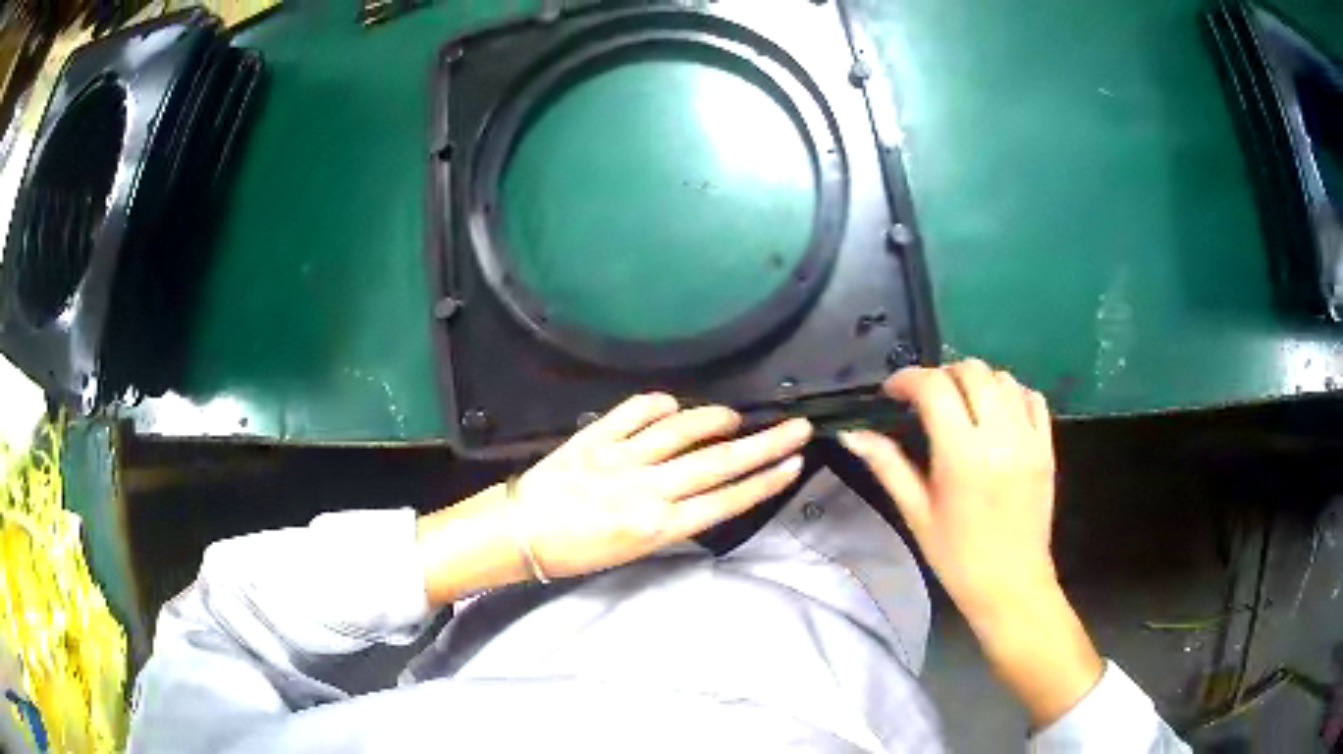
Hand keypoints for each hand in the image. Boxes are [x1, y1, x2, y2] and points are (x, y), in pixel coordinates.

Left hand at [417, 394, 811, 602]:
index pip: (725, 500)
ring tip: (735, 417)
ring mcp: (621, 459)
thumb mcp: (633, 552)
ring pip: (682, 431)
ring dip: (714, 420)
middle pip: (718, 464)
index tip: (794, 463)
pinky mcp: (596, 438)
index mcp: (657, 527)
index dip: (765, 481)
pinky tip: (674, 405)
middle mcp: (647, 491)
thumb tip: (699, 491)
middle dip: (765, 445)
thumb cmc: (576, 553)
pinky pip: (636, 412)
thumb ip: (669, 520)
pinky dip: (660, 404)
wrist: (520, 533)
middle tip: (796, 427)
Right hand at [838, 360, 1101, 727]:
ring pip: (1003, 378)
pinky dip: (1011, 393)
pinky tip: (996, 413)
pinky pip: (1032, 398)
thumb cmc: (957, 557)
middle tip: (926, 398)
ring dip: (977, 381)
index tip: (892, 391)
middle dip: (942, 374)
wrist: (1011, 585)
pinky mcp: (1046, 447)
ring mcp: (1028, 439)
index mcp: (961, 455)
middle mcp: (999, 436)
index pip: (934, 388)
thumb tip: (852, 434)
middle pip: (972, 371)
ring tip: (961, 404)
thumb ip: (888, 466)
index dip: (908, 379)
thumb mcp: (917, 514)